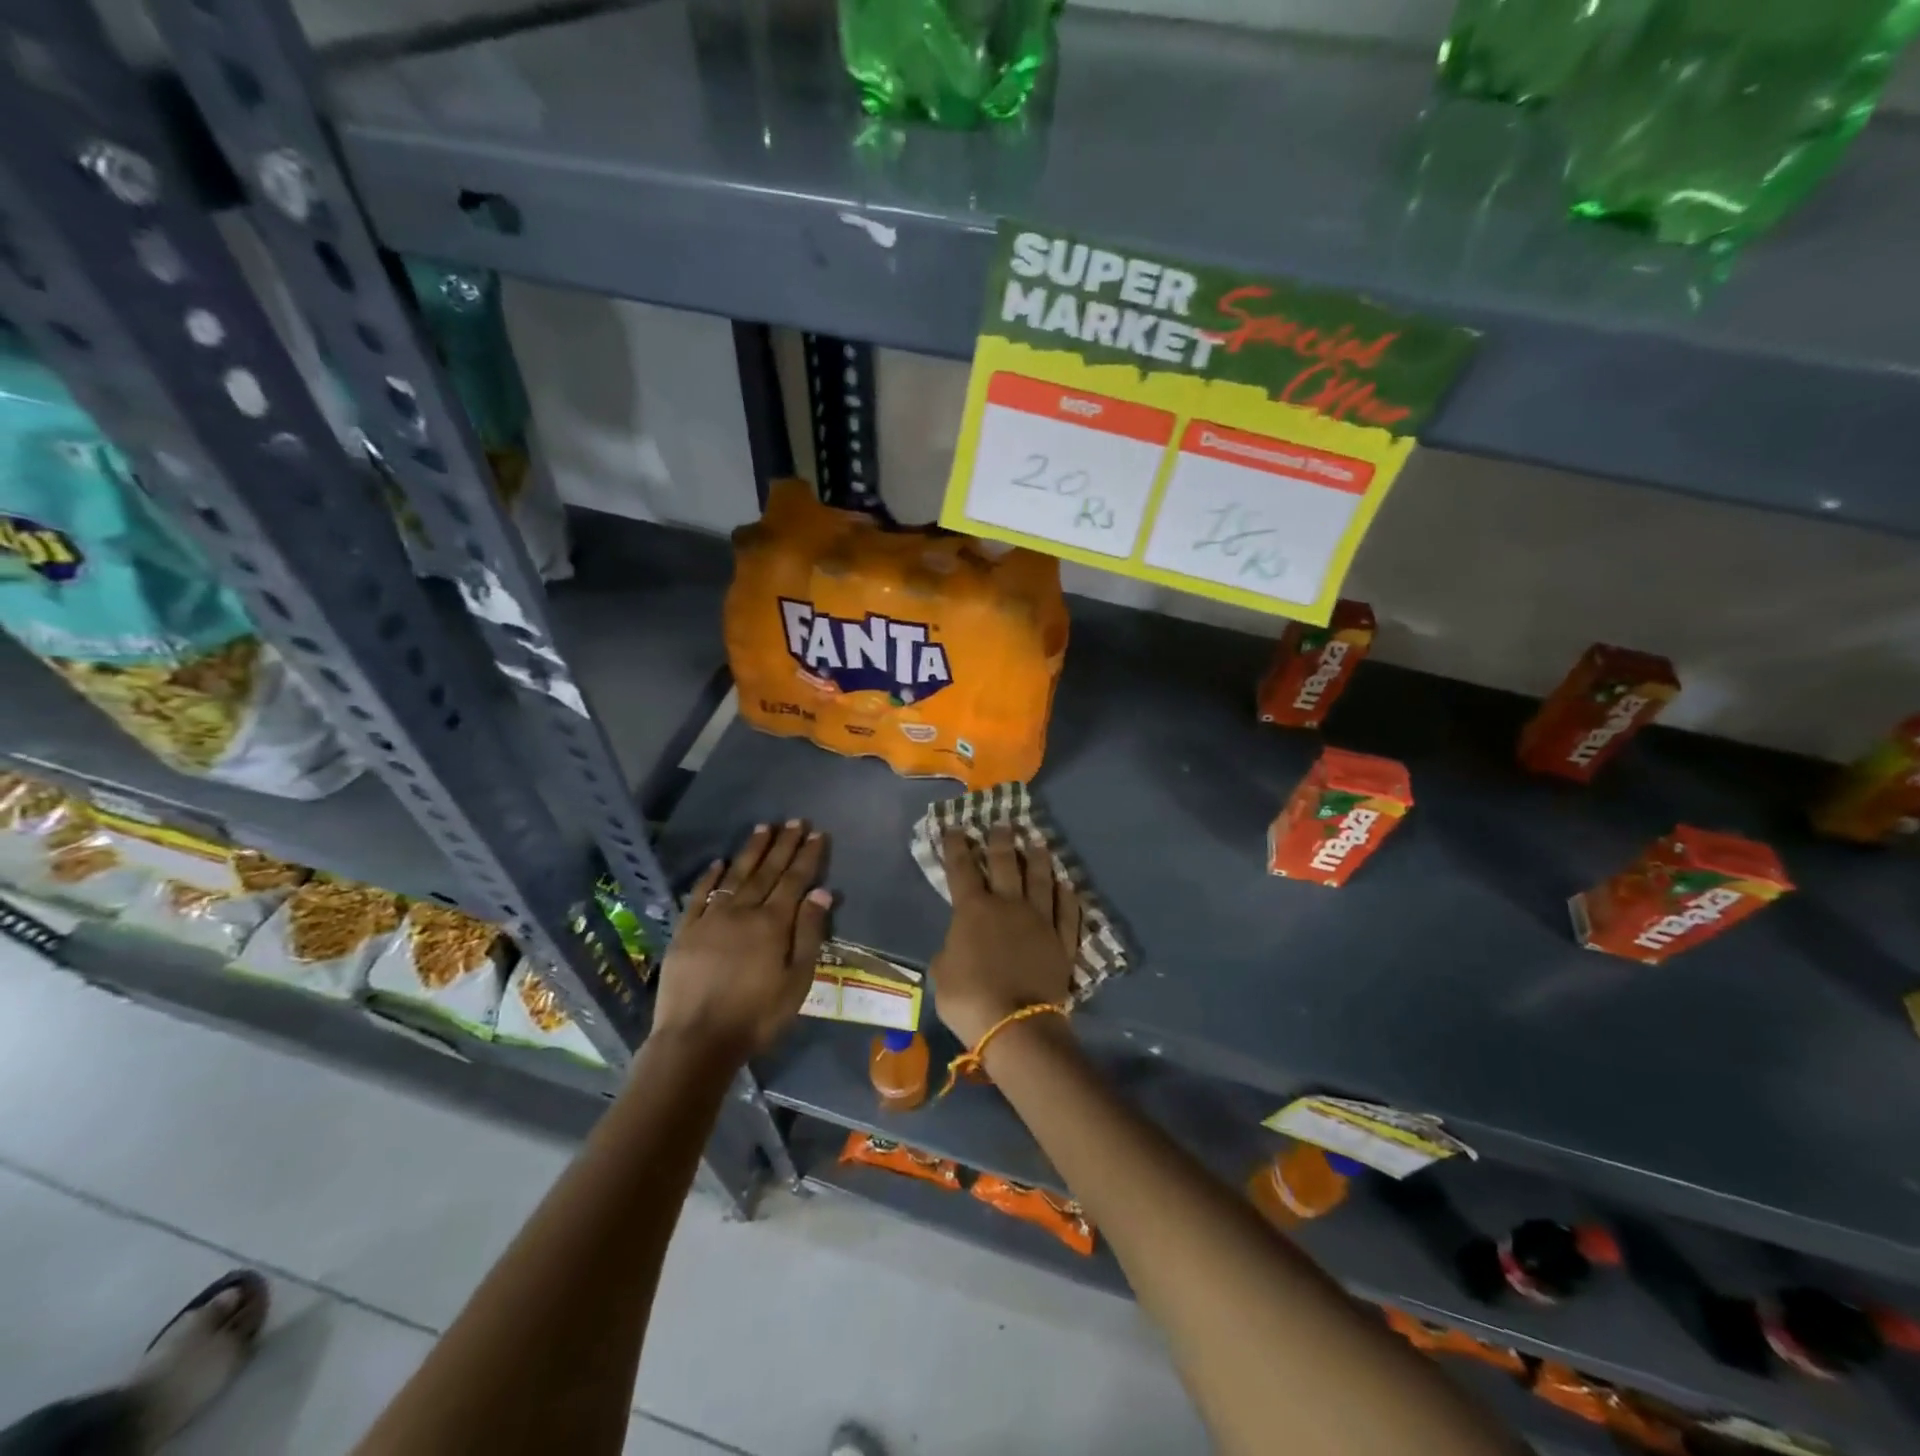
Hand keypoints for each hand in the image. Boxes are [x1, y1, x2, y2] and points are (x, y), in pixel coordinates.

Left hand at [653, 821, 832, 1062]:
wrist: (697, 1039)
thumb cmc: (756, 1015)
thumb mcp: (797, 980)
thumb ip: (809, 933)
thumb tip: (822, 892)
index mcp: (773, 923)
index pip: (794, 880)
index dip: (807, 856)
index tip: (816, 834)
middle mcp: (743, 911)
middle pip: (767, 871)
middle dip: (783, 844)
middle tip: (794, 821)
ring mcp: (711, 919)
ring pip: (735, 876)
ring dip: (751, 851)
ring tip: (763, 827)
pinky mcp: (686, 931)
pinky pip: (699, 896)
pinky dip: (710, 877)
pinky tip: (718, 862)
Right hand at [929, 825, 1079, 1047]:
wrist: (1017, 1022)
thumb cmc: (969, 998)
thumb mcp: (942, 972)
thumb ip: (950, 949)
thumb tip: (959, 944)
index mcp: (973, 910)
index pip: (962, 869)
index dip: (957, 846)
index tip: (956, 827)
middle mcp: (1008, 905)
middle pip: (1006, 864)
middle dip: (1002, 841)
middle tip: (1003, 824)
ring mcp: (1040, 920)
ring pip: (1041, 880)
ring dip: (1038, 859)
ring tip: (1038, 841)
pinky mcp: (1062, 940)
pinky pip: (1067, 912)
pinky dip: (1067, 896)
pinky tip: (1067, 885)